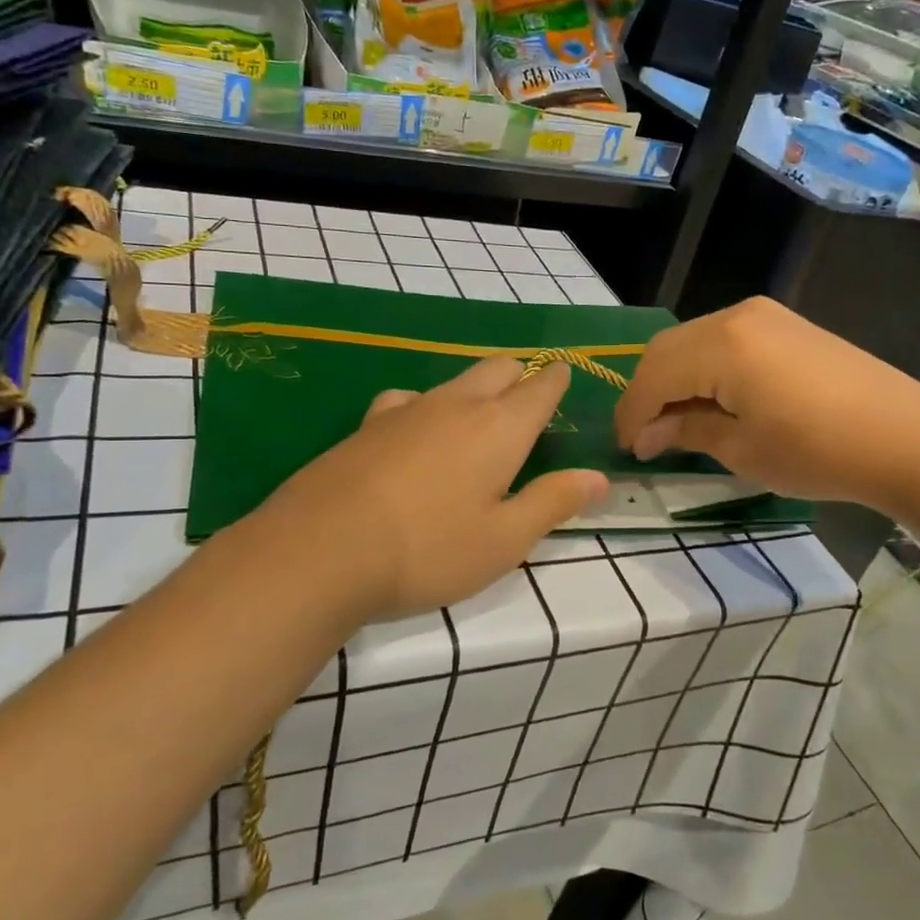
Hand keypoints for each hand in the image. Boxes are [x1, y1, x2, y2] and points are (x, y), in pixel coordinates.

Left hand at [242, 358, 607, 622]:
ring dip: (475, 390)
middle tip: (527, 404)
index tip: (564, 376)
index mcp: (500, 428)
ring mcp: (406, 410)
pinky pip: (408, 399)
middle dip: (520, 377)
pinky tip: (413, 435)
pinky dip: (425, 407)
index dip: (557, 380)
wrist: (320, 551)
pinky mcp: (367, 425)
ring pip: (454, 381)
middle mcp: (456, 405)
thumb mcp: (504, 540)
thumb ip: (554, 502)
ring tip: (476, 423)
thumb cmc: (429, 550)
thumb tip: (599, 477)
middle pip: (498, 369)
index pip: (541, 387)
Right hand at [613, 297, 919, 507]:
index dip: (632, 415)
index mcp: (720, 345)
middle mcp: (735, 316)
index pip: (653, 376)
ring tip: (677, 423)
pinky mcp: (786, 324)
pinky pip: (724, 340)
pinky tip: (713, 400)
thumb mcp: (742, 450)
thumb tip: (651, 432)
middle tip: (646, 438)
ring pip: (693, 341)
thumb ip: (688, 431)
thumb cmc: (818, 452)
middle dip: (648, 393)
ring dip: (675, 379)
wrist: (908, 438)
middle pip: (667, 350)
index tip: (628, 451)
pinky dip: (705, 369)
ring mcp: (764, 315)